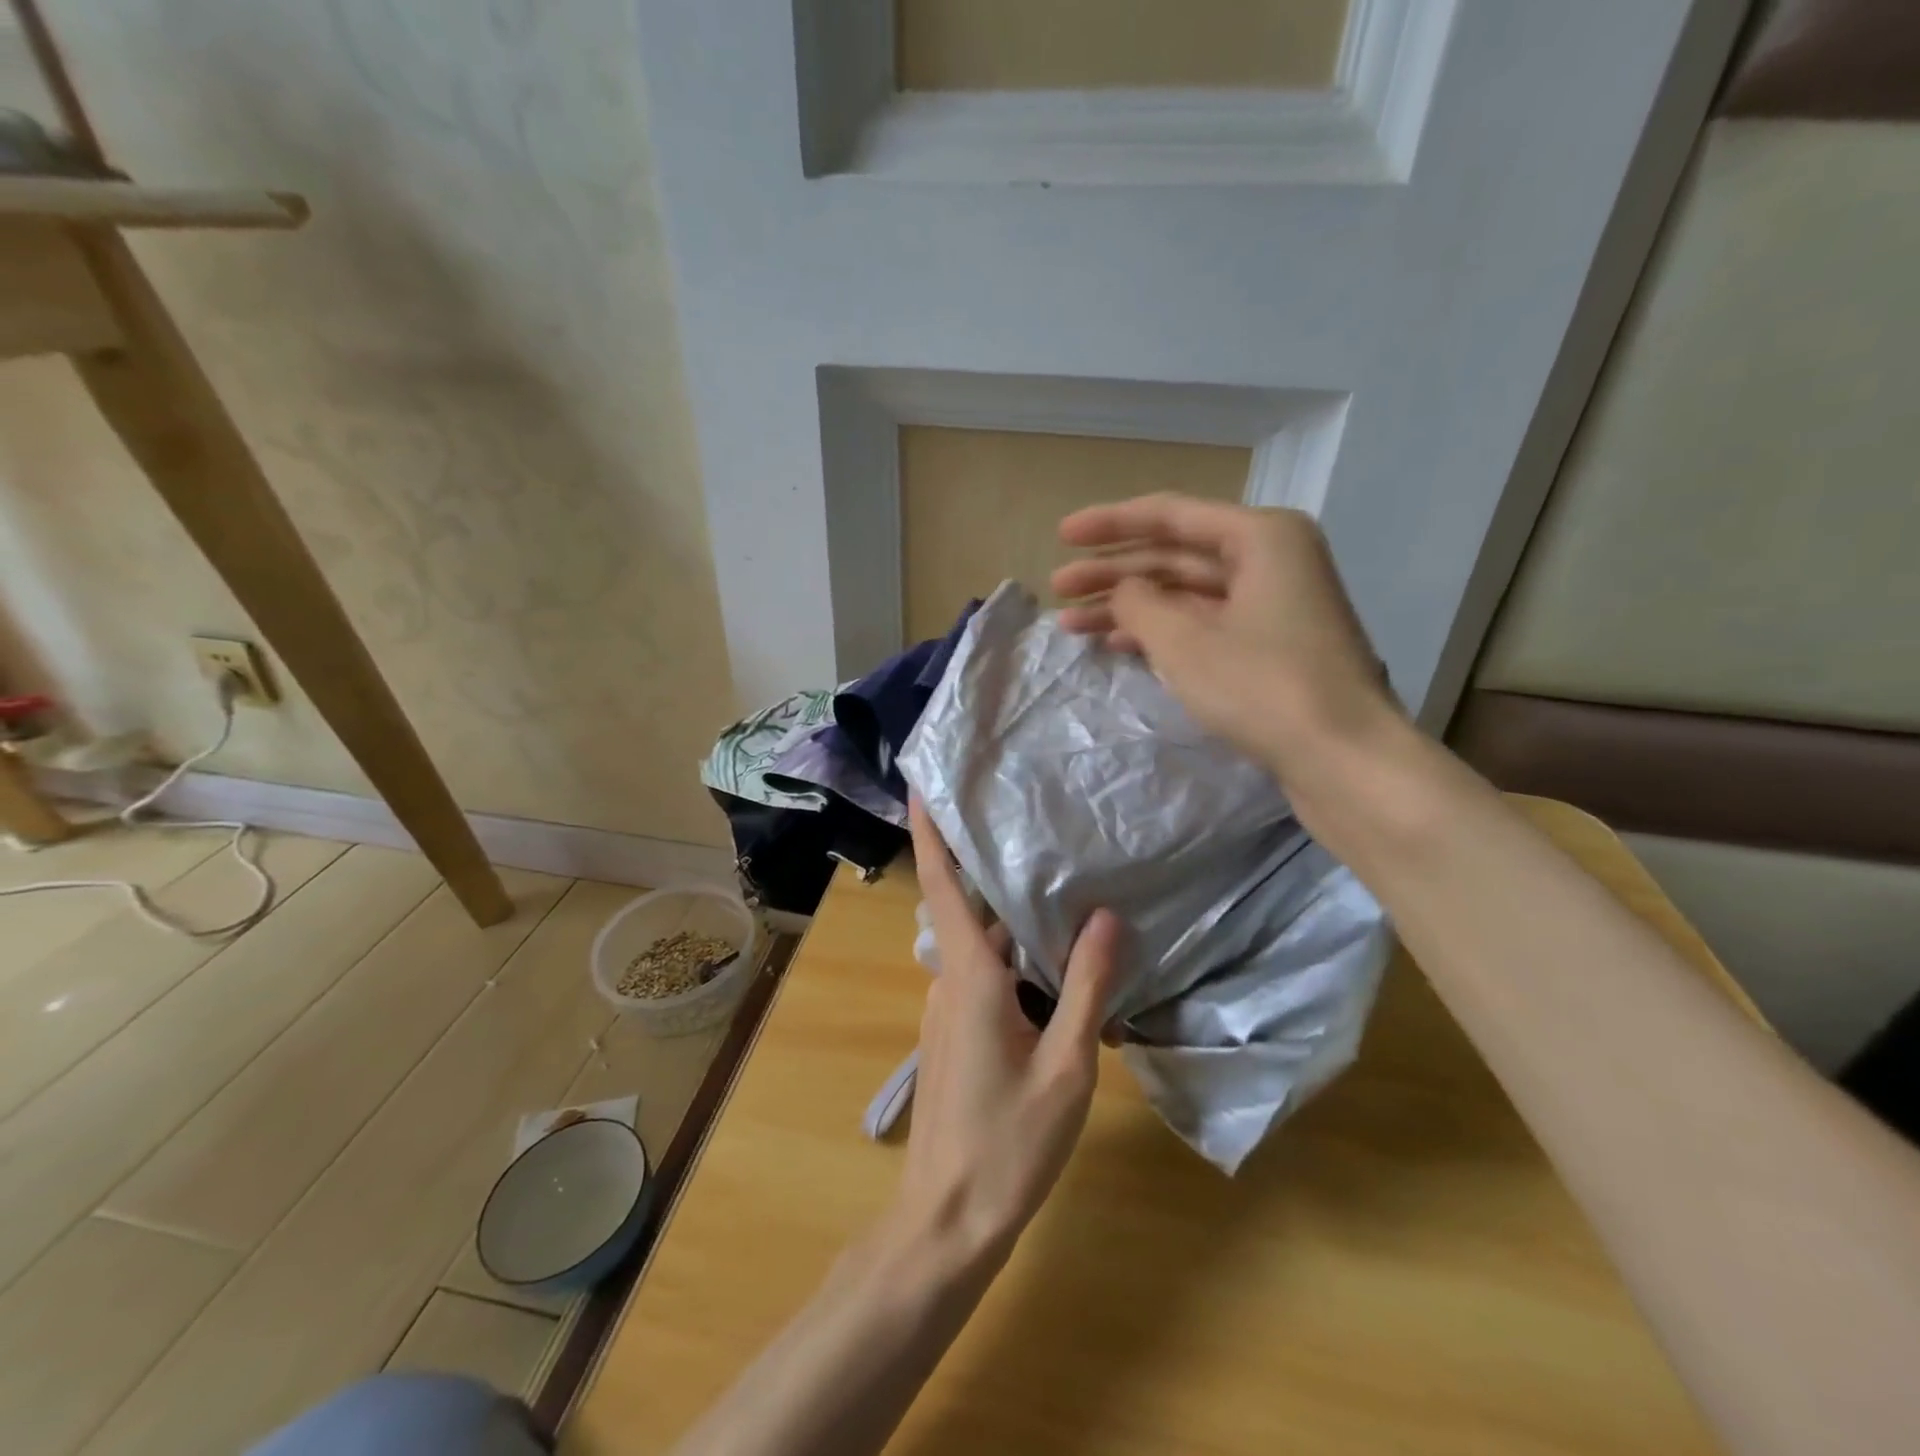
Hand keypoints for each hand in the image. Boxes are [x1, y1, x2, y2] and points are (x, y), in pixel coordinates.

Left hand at [892, 798, 1120, 1263]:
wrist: (949, 1218)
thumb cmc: (1008, 1145)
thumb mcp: (1065, 1068)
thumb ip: (1086, 989)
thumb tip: (1106, 915)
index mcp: (970, 976)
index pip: (942, 885)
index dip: (927, 832)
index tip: (921, 784)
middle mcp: (950, 980)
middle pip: (969, 907)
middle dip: (990, 864)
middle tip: (1029, 818)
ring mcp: (947, 1007)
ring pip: (980, 944)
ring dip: (1009, 915)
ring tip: (1056, 878)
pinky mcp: (955, 1030)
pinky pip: (984, 974)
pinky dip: (1011, 954)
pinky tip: (1053, 959)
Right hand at [1051, 494, 1398, 784]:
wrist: (1343, 759)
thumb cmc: (1262, 687)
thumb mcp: (1185, 642)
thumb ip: (1138, 604)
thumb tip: (1122, 591)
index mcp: (1261, 536)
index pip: (1170, 515)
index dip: (1110, 524)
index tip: (1062, 535)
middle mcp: (1271, 559)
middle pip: (1176, 555)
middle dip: (1113, 573)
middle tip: (1059, 592)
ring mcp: (1273, 605)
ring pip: (1186, 593)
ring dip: (1130, 607)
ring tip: (1074, 625)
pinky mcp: (1270, 647)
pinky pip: (1203, 624)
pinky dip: (1161, 632)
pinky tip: (1118, 645)